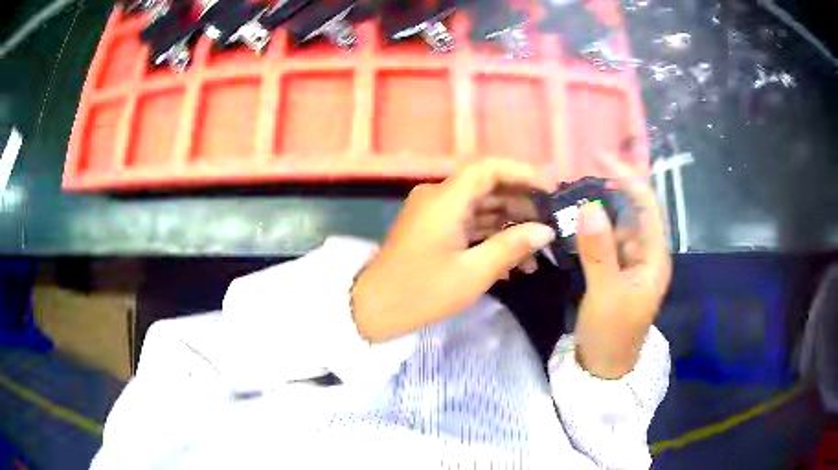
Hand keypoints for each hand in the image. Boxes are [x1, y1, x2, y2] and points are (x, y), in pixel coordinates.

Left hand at [351, 159, 556, 341]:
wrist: (373, 310)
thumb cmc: (421, 292)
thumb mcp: (472, 273)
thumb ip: (511, 247)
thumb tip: (546, 231)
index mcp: (445, 199)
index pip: (488, 169)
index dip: (522, 173)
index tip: (550, 188)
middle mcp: (438, 198)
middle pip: (486, 188)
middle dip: (521, 204)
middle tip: (550, 223)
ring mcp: (434, 214)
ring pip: (479, 208)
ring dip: (508, 225)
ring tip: (538, 248)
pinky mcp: (432, 231)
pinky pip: (467, 225)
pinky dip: (489, 237)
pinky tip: (514, 260)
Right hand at [574, 158, 671, 378]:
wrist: (602, 368)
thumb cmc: (611, 334)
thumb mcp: (606, 294)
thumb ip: (599, 251)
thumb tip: (588, 205)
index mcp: (654, 257)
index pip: (647, 206)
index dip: (627, 178)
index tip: (600, 157)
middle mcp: (645, 254)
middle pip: (631, 211)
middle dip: (609, 189)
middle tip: (578, 173)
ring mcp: (629, 263)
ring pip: (615, 225)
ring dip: (597, 207)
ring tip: (571, 191)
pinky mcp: (614, 271)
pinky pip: (603, 241)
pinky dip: (589, 228)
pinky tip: (572, 221)